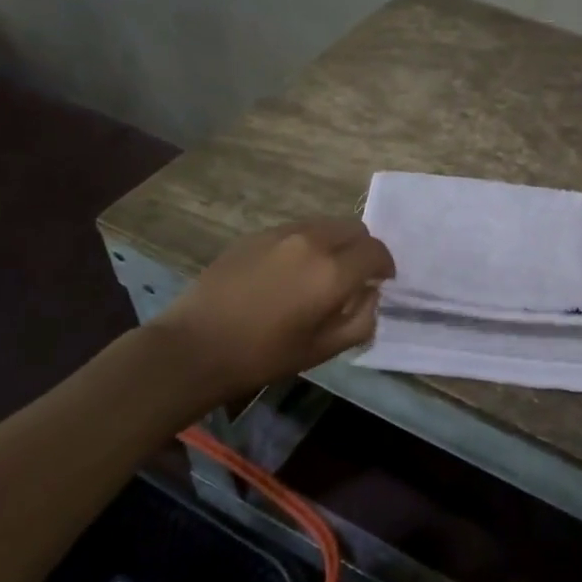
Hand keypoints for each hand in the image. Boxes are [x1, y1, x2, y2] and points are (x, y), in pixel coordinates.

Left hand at [154, 217, 394, 401]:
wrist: (195, 346)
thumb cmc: (264, 356)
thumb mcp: (323, 349)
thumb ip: (361, 320)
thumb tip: (371, 295)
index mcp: (333, 272)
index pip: (376, 252)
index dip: (385, 266)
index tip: (381, 282)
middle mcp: (312, 241)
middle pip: (354, 228)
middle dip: (363, 249)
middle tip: (355, 276)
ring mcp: (281, 233)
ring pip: (325, 225)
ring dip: (336, 243)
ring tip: (322, 272)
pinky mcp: (256, 234)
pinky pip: (297, 230)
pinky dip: (308, 243)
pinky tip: (290, 271)